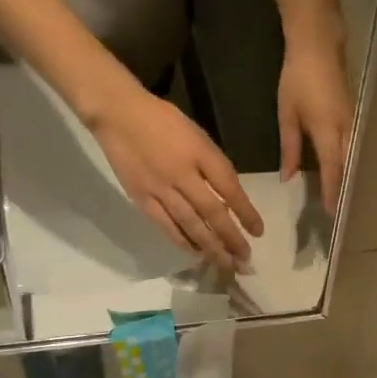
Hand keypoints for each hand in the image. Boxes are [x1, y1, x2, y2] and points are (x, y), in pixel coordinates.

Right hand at [90, 86, 263, 269]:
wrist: (118, 114)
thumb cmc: (163, 120)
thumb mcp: (198, 135)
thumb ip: (213, 165)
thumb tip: (229, 196)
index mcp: (200, 153)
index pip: (230, 188)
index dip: (246, 212)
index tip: (258, 232)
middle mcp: (183, 174)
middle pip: (212, 213)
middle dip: (231, 238)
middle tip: (245, 259)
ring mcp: (160, 189)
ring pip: (191, 224)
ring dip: (210, 247)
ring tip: (226, 263)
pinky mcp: (142, 198)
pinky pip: (166, 225)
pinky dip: (182, 241)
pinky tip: (196, 253)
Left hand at [277, 42, 353, 213]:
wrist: (319, 45)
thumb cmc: (298, 79)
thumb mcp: (287, 115)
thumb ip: (290, 148)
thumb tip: (289, 177)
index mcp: (328, 132)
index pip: (332, 171)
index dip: (331, 192)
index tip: (331, 212)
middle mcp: (346, 131)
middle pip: (348, 168)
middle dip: (344, 189)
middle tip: (340, 210)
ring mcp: (354, 123)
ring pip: (353, 158)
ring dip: (349, 177)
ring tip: (343, 196)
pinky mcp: (354, 116)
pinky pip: (354, 146)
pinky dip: (349, 161)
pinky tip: (344, 170)